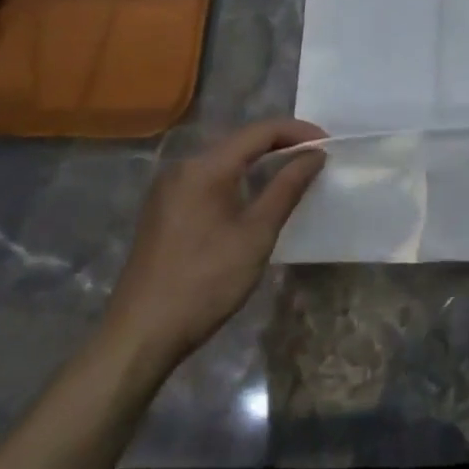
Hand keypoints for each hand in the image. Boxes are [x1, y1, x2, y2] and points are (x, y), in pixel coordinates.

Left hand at [99, 118, 326, 378]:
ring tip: (293, 173)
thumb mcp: (256, 234)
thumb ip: (287, 187)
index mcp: (205, 166)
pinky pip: (209, 178)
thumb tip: (315, 154)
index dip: (298, 132)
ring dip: (260, 161)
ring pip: (225, 159)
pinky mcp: (164, 209)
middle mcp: (183, 166)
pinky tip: (255, 195)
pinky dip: (238, 177)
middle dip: (281, 143)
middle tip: (315, 158)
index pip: (260, 131)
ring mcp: (169, 188)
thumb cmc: (205, 282)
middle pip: (241, 141)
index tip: (329, 145)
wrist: (140, 336)